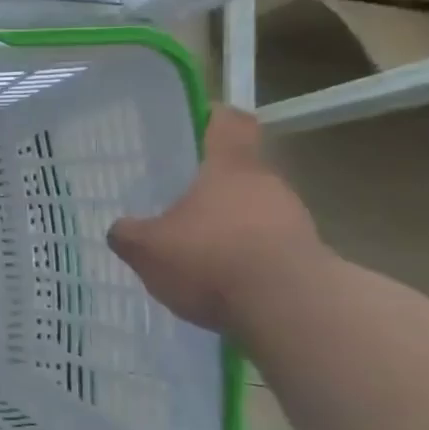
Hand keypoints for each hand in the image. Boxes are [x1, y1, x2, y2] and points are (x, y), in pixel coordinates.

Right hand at [106, 107, 323, 335]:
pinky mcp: (307, 258)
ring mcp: (294, 221)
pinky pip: (266, 247)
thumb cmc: (211, 259)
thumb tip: (121, 229)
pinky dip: (243, 258)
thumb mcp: (146, 248)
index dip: (210, 118)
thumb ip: (128, 234)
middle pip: (238, 171)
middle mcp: (267, 184)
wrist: (292, 311)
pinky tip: (219, 282)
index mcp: (229, 167)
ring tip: (193, 251)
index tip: (191, 126)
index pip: (228, 122)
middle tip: (172, 202)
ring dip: (227, 225)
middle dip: (208, 186)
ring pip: (253, 210)